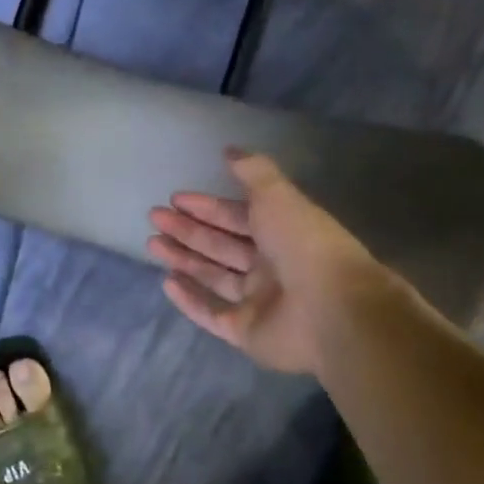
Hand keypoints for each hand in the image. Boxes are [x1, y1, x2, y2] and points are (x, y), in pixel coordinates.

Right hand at [148, 151, 397, 374]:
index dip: (207, 206)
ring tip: (152, 243)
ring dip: (183, 259)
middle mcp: (270, 266)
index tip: (175, 198)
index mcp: (282, 232)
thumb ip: (253, 172)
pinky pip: (212, 314)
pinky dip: (189, 300)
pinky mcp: (246, 333)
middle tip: (155, 217)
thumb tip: (229, 150)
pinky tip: (167, 282)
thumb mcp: (278, 197)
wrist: (331, 310)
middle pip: (221, 245)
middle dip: (188, 230)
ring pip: (213, 276)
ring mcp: (259, 302)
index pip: (237, 216)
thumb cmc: (304, 245)